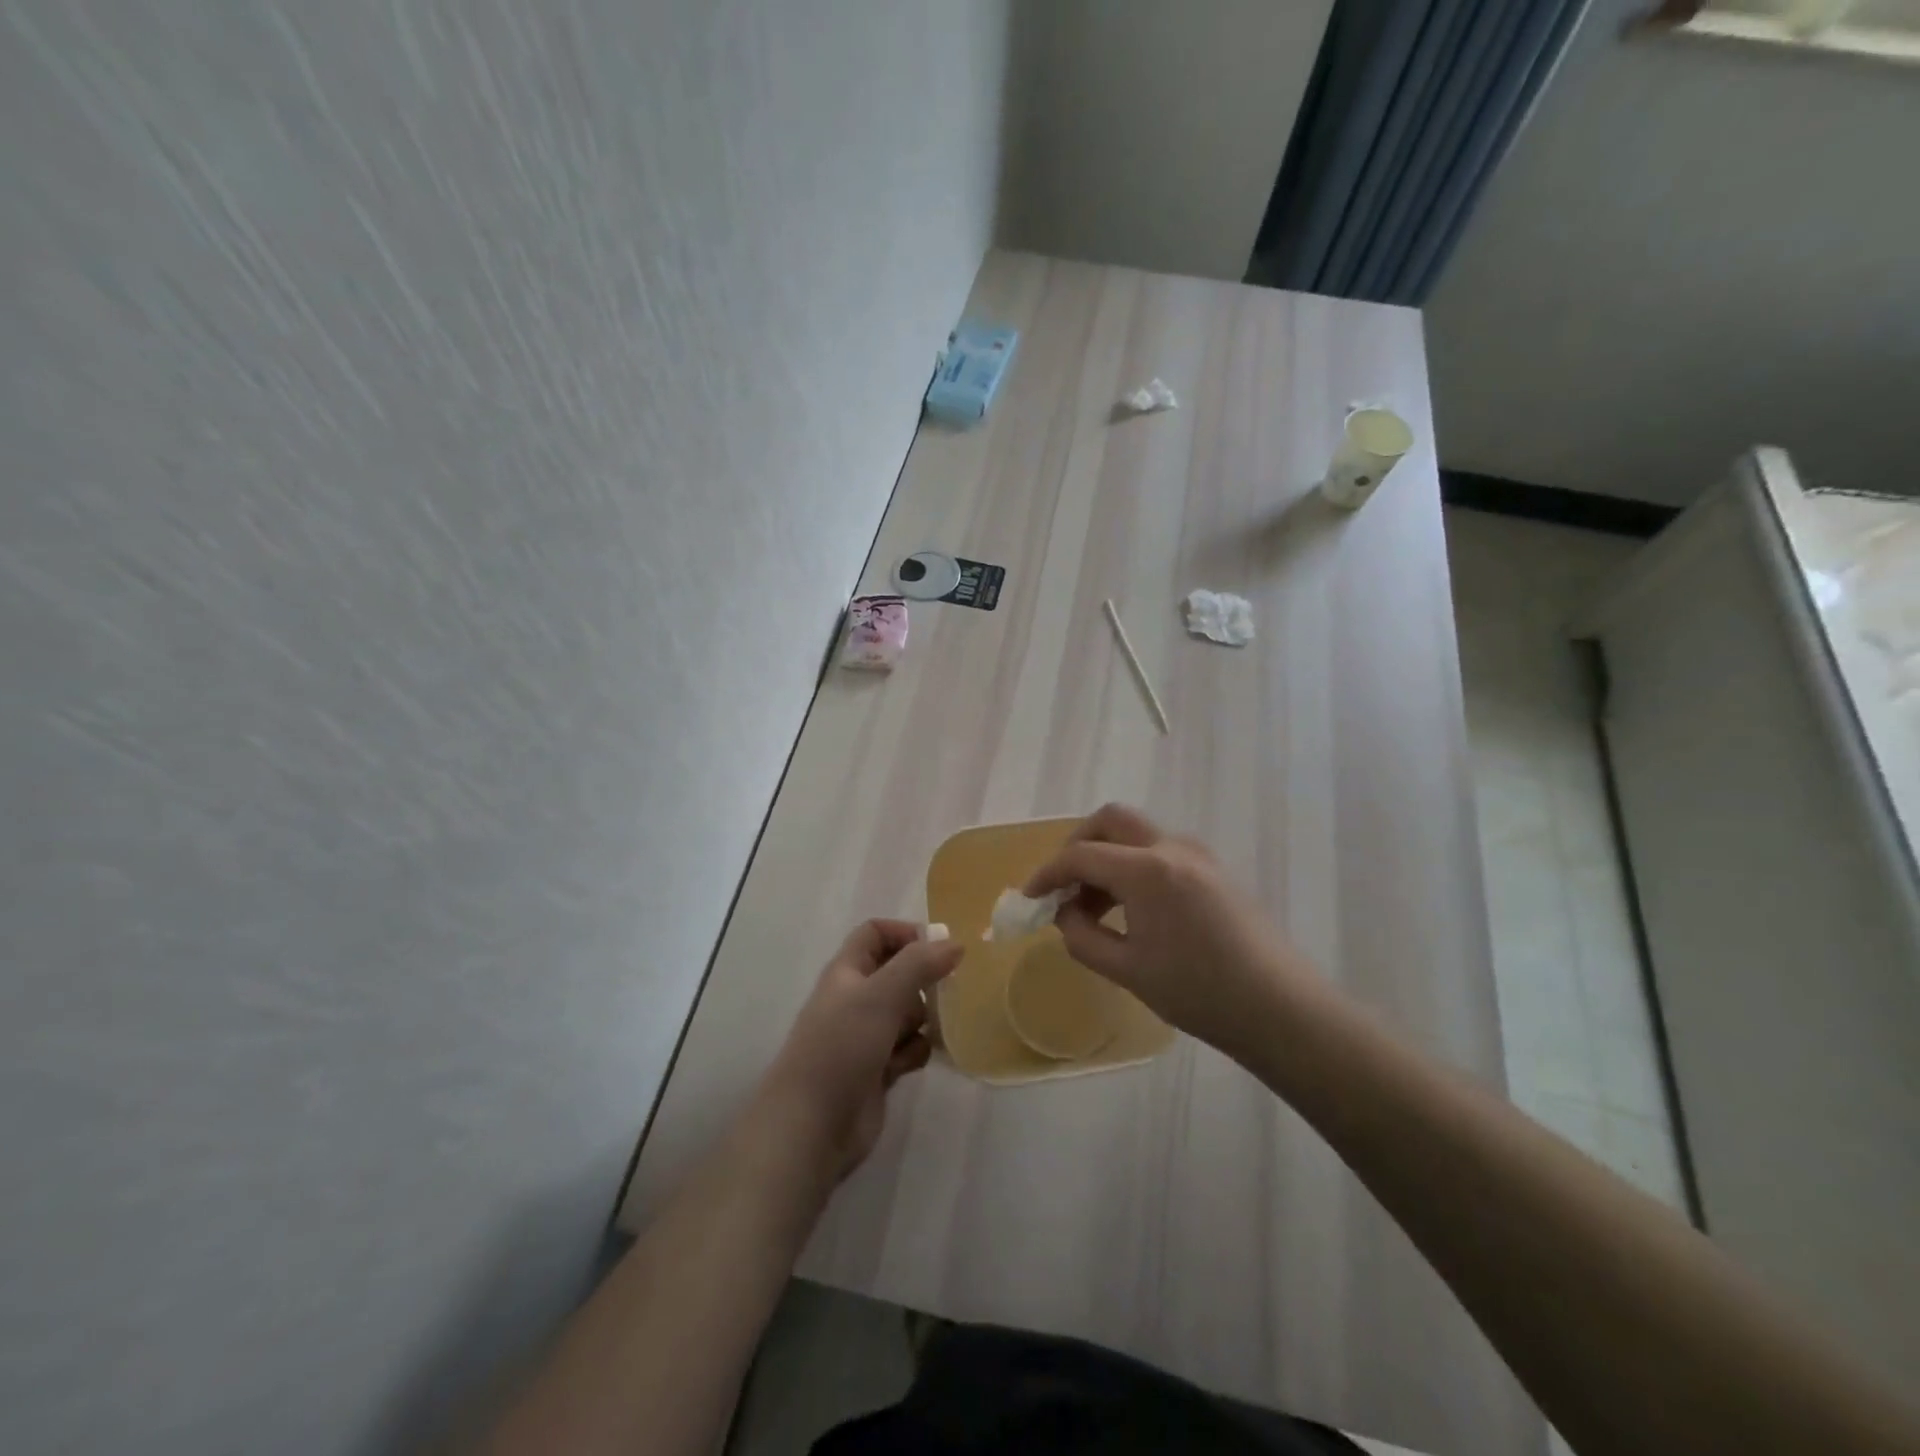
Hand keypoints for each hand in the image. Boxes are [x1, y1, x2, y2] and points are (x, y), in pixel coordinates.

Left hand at [757, 920, 962, 1180]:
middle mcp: (856, 998)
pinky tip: (907, 1066)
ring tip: (924, 1034)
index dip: (906, 933)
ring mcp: (866, 1035)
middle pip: (898, 972)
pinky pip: (908, 1047)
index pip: (876, 933)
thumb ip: (919, 964)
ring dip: (922, 1021)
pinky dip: (914, 1052)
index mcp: (847, 971)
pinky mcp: (877, 1070)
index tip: (939, 949)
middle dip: (922, 982)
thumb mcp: (881, 994)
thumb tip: (955, 944)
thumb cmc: (842, 1046)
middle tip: (944, 992)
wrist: (812, 1125)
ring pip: (908, 1012)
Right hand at [1023, 804, 1319, 1057]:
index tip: (1029, 898)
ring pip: (1136, 833)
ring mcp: (1198, 855)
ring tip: (1093, 906)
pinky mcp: (1213, 869)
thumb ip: (1082, 936)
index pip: (1081, 856)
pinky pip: (1160, 851)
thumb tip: (1065, 912)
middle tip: (1063, 883)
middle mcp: (1172, 848)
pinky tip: (1130, 908)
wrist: (1279, 1008)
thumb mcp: (1127, 970)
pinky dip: (1132, 865)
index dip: (1048, 874)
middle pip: (1111, 819)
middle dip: (1078, 844)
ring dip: (1106, 856)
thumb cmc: (1199, 992)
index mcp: (1147, 870)